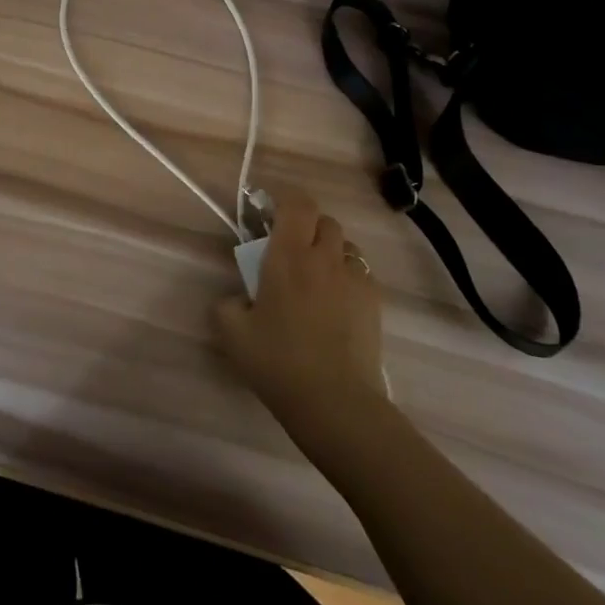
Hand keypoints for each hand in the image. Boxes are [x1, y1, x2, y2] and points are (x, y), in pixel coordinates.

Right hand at [212, 185, 385, 430]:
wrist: (334, 403)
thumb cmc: (278, 362)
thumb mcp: (232, 332)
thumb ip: (228, 304)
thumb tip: (240, 298)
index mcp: (288, 256)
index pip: (297, 203)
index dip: (285, 200)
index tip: (270, 216)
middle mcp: (324, 257)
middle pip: (324, 220)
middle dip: (307, 227)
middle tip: (289, 253)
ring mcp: (355, 279)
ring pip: (346, 246)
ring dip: (329, 252)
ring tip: (316, 280)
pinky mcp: (375, 303)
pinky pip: (360, 274)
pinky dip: (347, 278)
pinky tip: (336, 307)